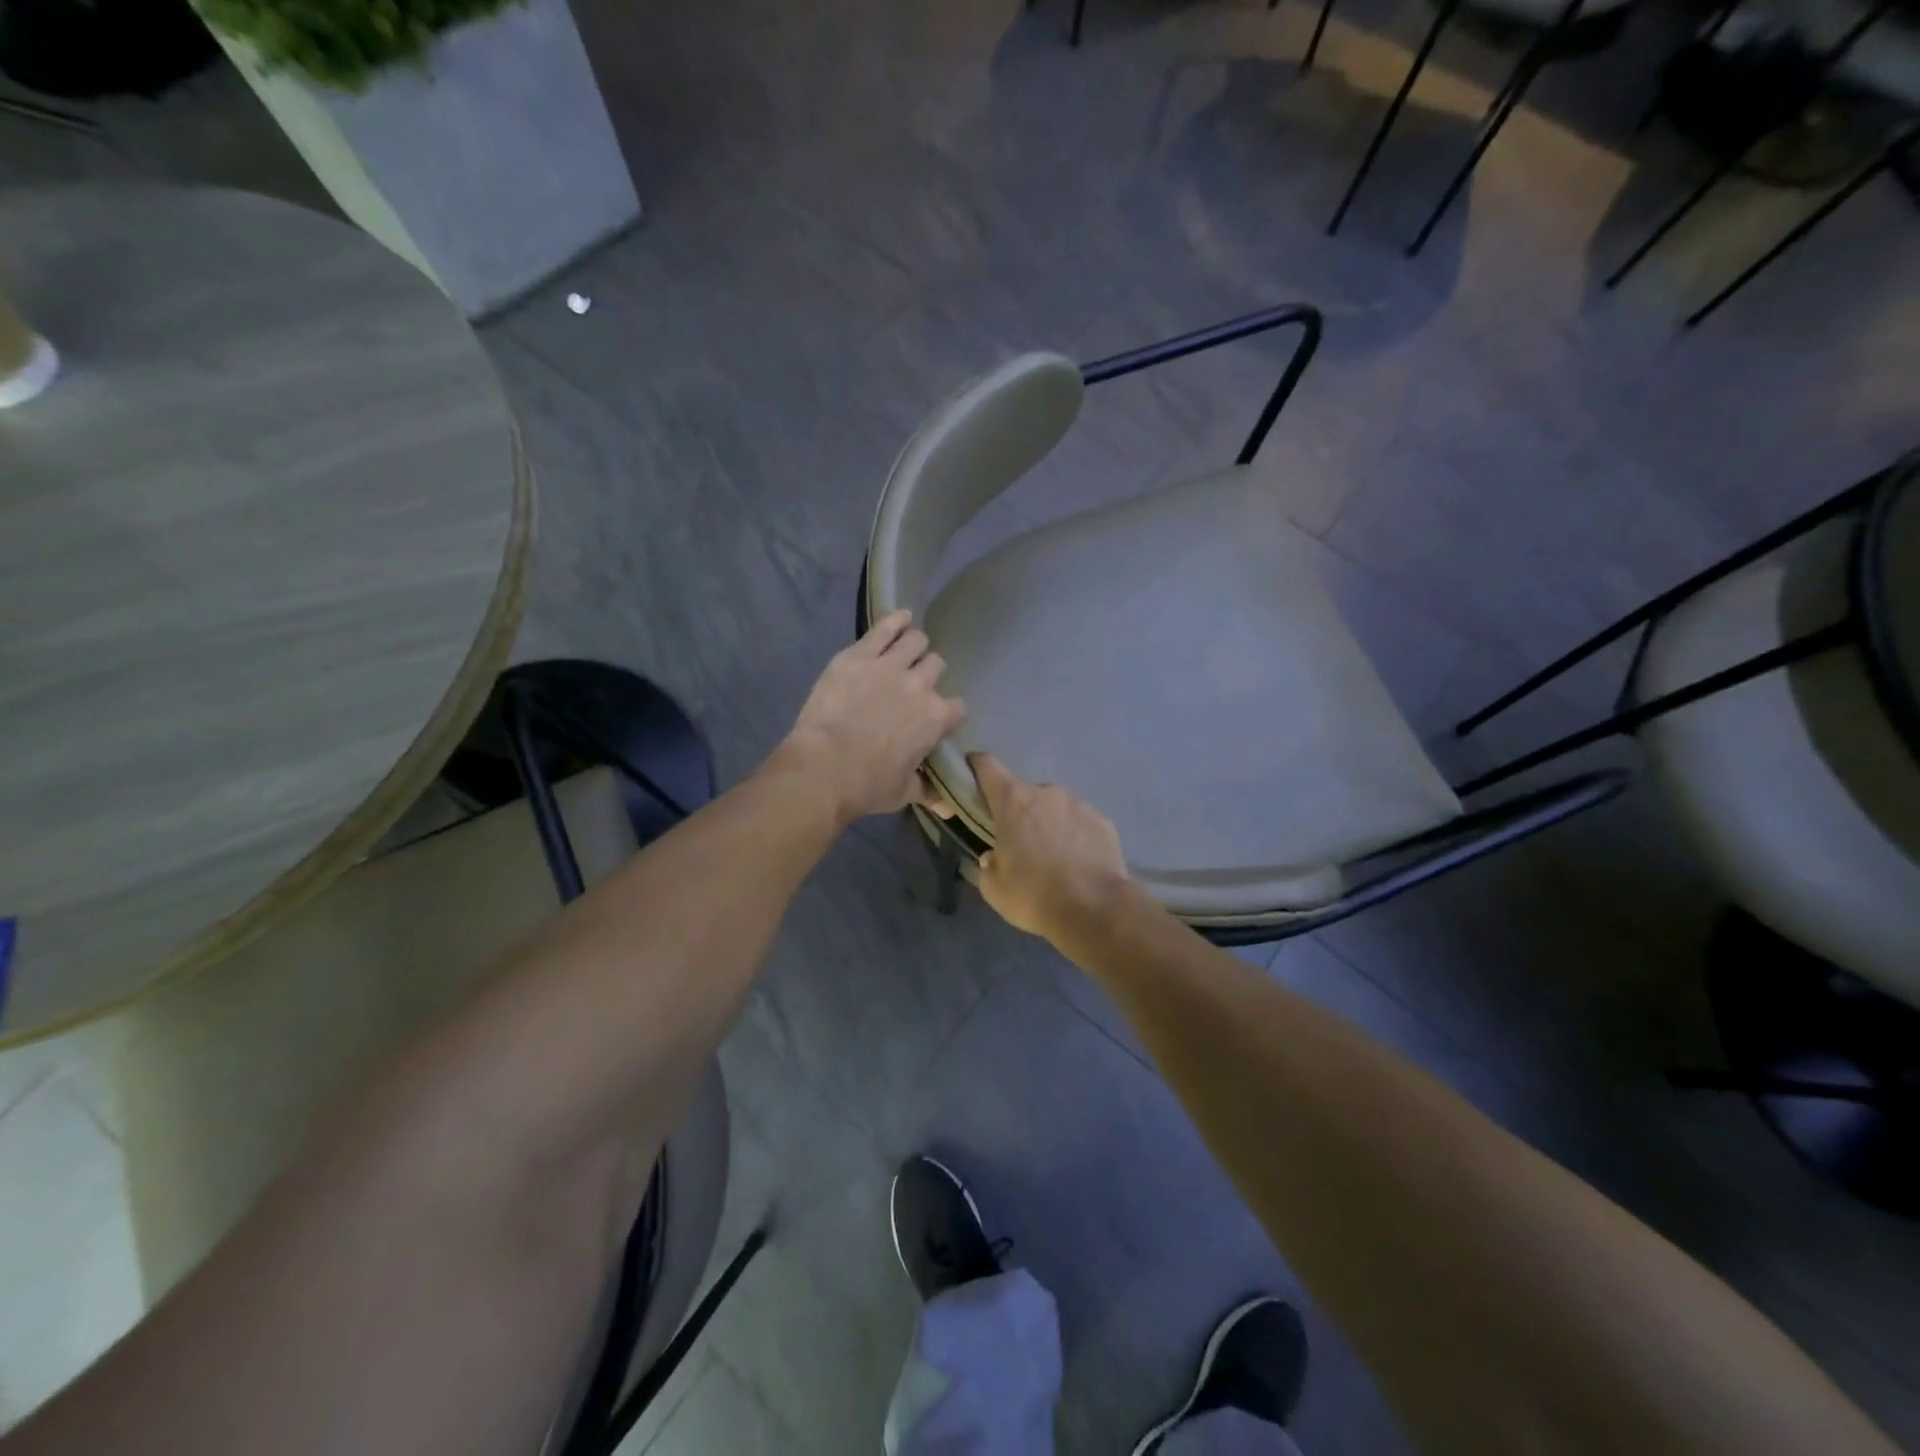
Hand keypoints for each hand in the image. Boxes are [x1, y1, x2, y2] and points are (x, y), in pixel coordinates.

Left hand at [774, 611, 966, 825]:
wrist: (824, 767)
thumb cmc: (866, 785)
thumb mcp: (902, 792)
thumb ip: (926, 790)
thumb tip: (945, 806)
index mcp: (935, 719)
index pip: (957, 707)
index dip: (947, 712)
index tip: (938, 717)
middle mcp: (920, 686)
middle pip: (937, 666)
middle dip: (930, 672)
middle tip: (916, 680)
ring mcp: (890, 666)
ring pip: (916, 641)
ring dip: (915, 645)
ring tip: (908, 648)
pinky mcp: (859, 655)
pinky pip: (884, 628)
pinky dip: (896, 620)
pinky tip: (902, 616)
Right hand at [970, 752, 1130, 941]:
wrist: (1096, 909)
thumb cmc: (1034, 894)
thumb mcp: (994, 887)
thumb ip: (988, 864)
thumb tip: (994, 857)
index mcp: (1013, 800)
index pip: (986, 766)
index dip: (974, 767)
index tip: (969, 779)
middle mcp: (1046, 792)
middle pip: (1023, 793)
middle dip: (1017, 813)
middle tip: (1018, 846)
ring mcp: (1079, 804)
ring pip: (1054, 808)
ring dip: (1048, 825)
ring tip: (1053, 860)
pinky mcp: (1104, 821)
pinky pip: (1080, 823)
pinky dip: (1074, 837)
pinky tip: (1077, 864)